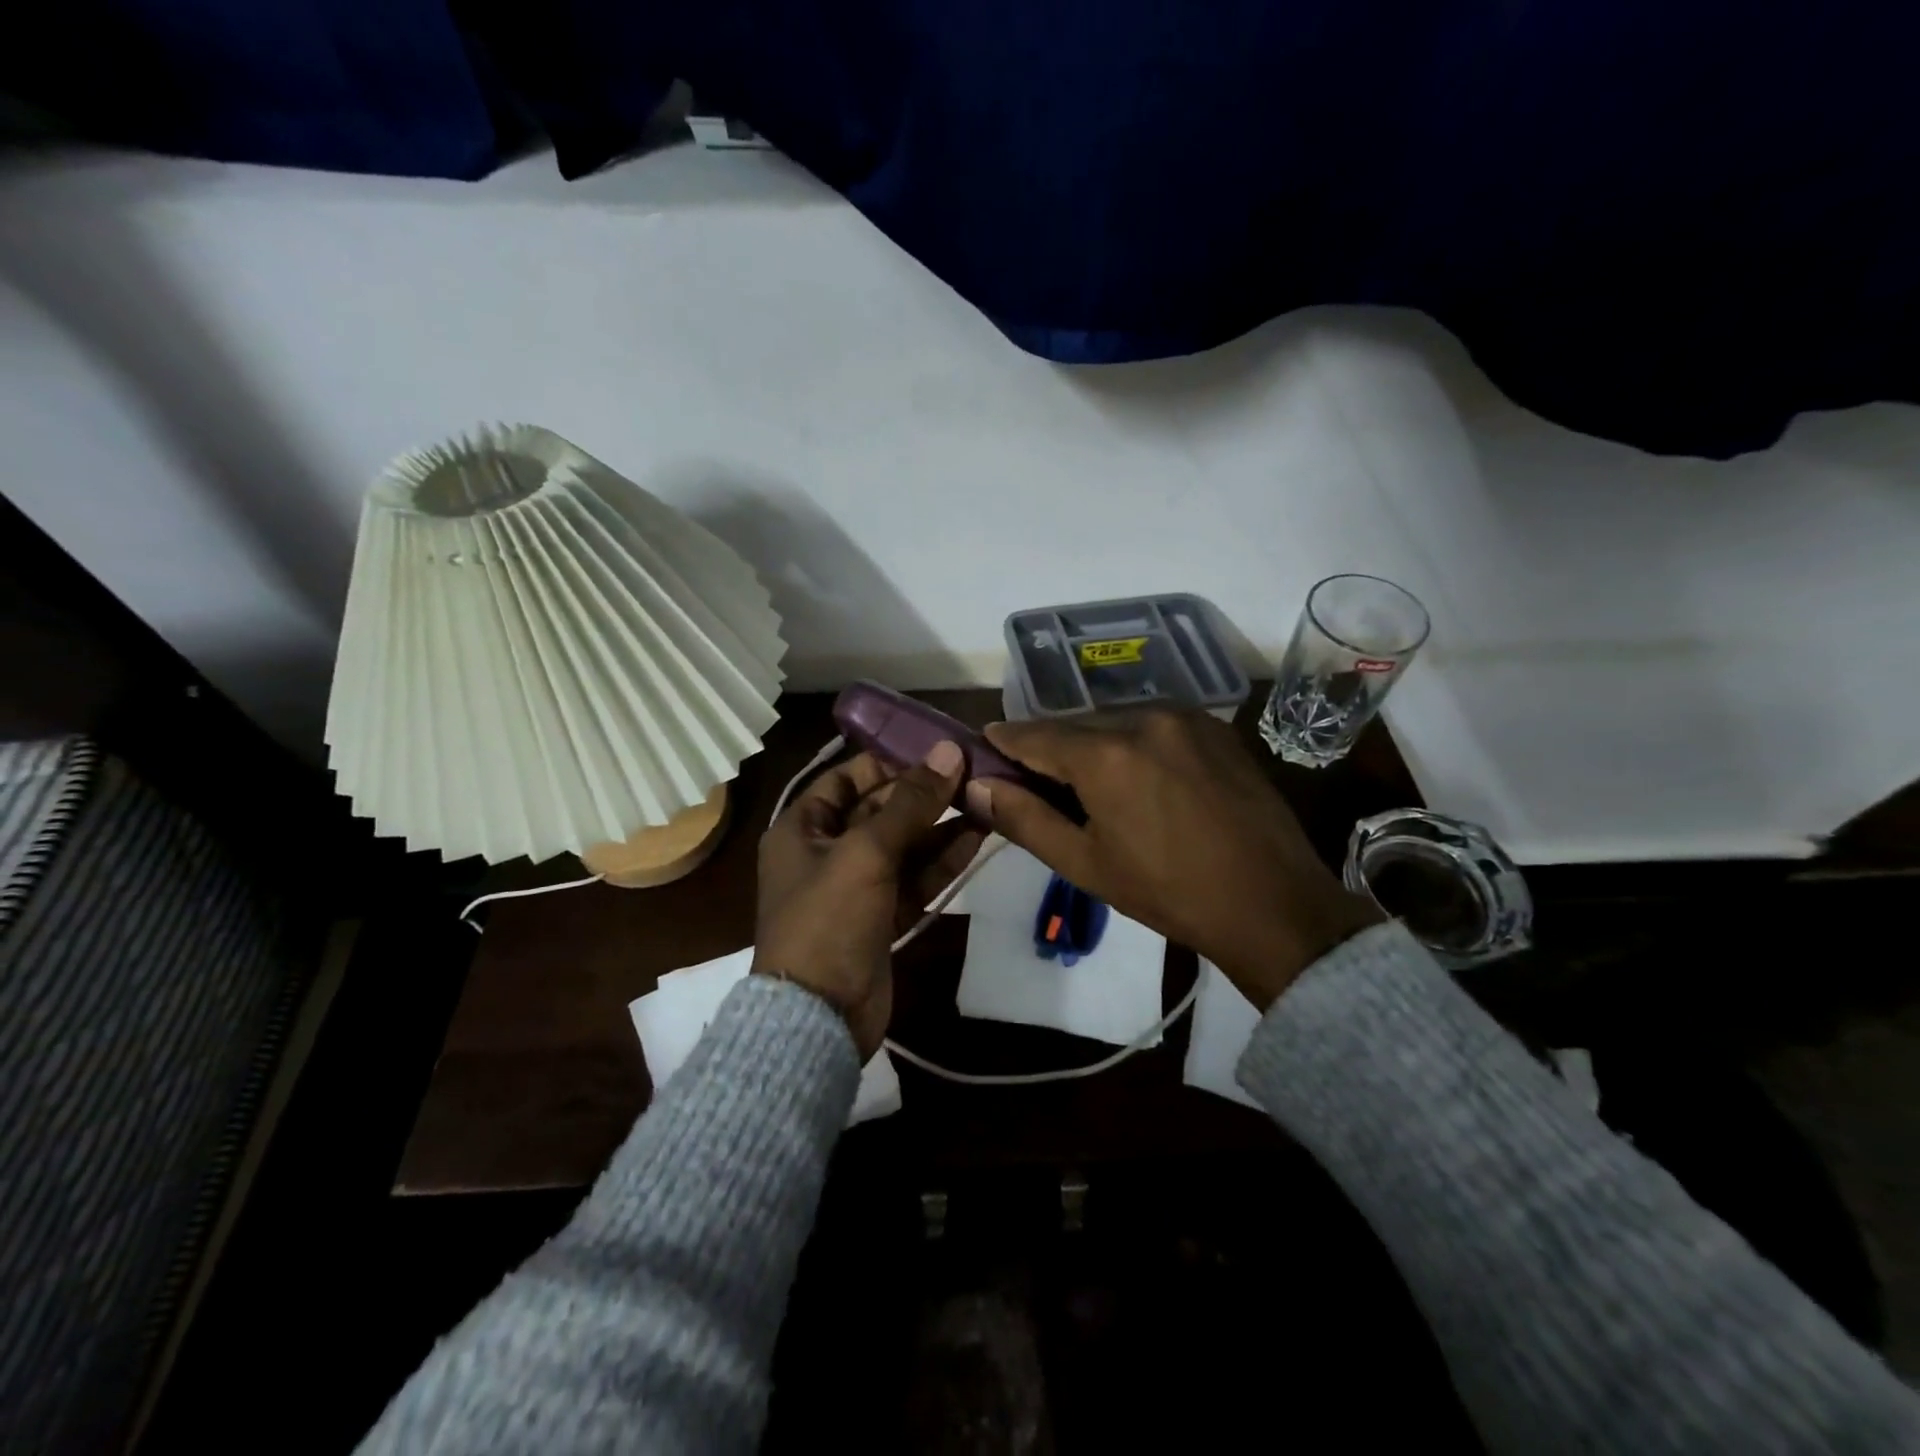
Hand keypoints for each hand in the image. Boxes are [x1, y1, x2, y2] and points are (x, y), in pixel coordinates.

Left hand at [754, 742, 982, 1057]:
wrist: (819, 1016)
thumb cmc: (828, 919)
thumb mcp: (866, 852)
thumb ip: (910, 803)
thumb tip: (949, 751)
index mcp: (803, 827)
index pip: (848, 778)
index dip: (890, 762)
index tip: (936, 750)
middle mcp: (827, 850)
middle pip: (881, 809)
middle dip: (925, 794)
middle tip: (973, 773)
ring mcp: (857, 885)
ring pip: (904, 844)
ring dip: (941, 825)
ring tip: (985, 800)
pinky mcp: (882, 915)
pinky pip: (915, 877)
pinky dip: (942, 860)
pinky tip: (976, 838)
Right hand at [968, 711, 1381, 1008]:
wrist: (1273, 903)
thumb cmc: (1168, 892)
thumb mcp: (1085, 864)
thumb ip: (1024, 819)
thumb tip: (975, 788)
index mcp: (1105, 754)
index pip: (1033, 734)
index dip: (1003, 742)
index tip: (983, 747)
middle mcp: (1143, 718)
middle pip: (1074, 725)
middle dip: (1049, 748)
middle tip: (1035, 782)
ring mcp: (1186, 717)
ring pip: (1115, 721)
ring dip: (1092, 745)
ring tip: (1090, 785)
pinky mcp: (1216, 726)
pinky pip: (1154, 724)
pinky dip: (1132, 742)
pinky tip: (1139, 777)